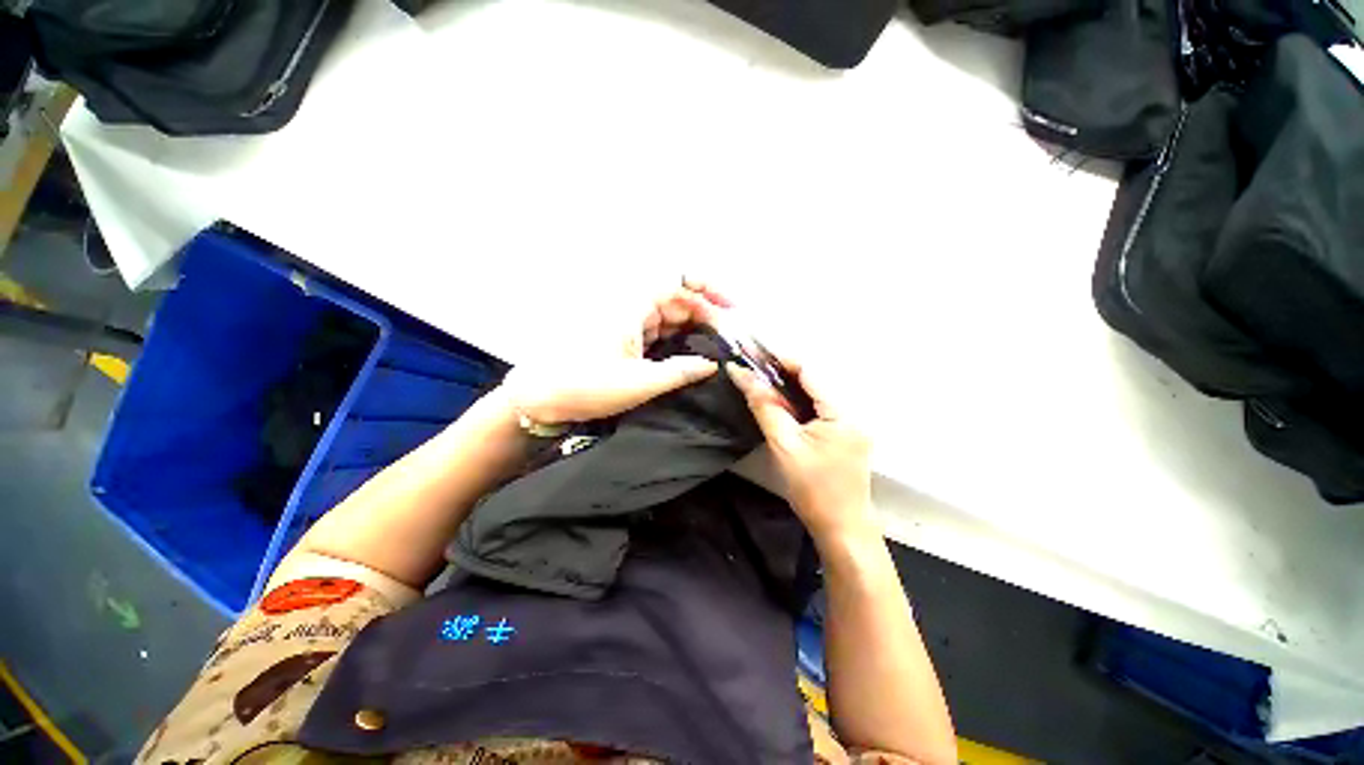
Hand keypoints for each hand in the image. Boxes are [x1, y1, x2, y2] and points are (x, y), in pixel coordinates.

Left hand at [504, 279, 729, 425]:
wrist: (541, 398)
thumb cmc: (587, 386)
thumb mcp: (640, 383)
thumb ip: (681, 371)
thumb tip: (712, 365)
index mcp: (632, 306)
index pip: (678, 282)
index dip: (708, 290)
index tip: (731, 309)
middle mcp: (630, 307)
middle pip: (677, 299)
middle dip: (704, 315)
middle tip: (727, 341)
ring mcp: (626, 322)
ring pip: (668, 316)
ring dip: (692, 329)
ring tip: (714, 349)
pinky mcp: (622, 338)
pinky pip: (656, 331)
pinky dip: (676, 340)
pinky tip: (689, 355)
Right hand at [728, 357, 875, 545]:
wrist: (841, 530)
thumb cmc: (813, 489)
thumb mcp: (784, 445)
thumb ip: (765, 407)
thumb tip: (743, 375)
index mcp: (842, 413)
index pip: (810, 372)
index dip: (781, 358)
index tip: (755, 351)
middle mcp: (852, 413)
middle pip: (813, 382)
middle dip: (782, 371)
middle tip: (752, 363)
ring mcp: (850, 425)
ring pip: (814, 396)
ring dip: (787, 386)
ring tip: (759, 377)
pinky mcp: (844, 436)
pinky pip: (817, 410)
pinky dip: (796, 403)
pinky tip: (778, 401)